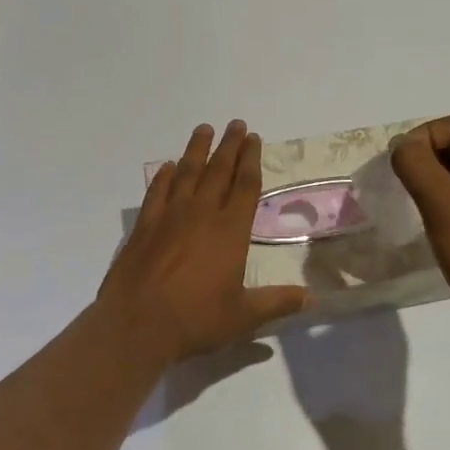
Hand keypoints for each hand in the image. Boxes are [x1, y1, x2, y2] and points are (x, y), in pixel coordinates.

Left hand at [97, 121, 311, 364]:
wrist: (137, 324)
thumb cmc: (196, 319)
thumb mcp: (243, 316)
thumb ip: (277, 302)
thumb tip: (312, 300)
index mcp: (231, 231)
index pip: (245, 186)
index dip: (251, 160)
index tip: (254, 138)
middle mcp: (202, 214)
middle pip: (218, 171)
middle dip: (229, 146)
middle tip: (236, 124)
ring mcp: (169, 217)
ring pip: (187, 173)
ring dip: (197, 150)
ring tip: (204, 129)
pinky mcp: (144, 226)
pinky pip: (157, 192)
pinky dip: (163, 176)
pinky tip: (168, 167)